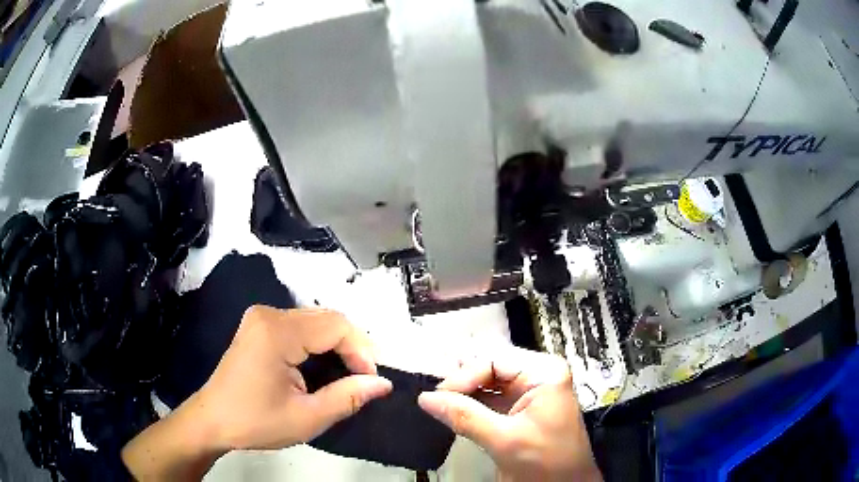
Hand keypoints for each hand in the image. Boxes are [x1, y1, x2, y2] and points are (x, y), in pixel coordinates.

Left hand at [122, 306, 391, 479]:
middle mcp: (269, 314)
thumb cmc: (256, 422)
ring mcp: (261, 318)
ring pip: (315, 321)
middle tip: (363, 378)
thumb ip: (348, 397)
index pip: (336, 326)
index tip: (371, 380)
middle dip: (351, 347)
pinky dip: (318, 344)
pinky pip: (300, 326)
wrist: (213, 421)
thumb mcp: (307, 418)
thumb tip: (383, 383)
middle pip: (326, 318)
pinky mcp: (258, 327)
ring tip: (348, 375)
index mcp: (277, 332)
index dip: (361, 350)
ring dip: (336, 345)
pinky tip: (323, 366)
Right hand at [418, 347, 600, 481]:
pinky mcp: (521, 409)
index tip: (437, 396)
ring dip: (464, 393)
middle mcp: (538, 375)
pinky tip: (452, 410)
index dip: (464, 376)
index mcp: (544, 373)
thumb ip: (465, 417)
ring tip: (439, 403)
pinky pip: (490, 399)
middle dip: (462, 383)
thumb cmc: (546, 462)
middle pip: (490, 367)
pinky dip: (471, 404)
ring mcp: (529, 392)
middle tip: (435, 399)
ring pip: (488, 383)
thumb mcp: (505, 440)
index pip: (494, 359)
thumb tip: (426, 399)